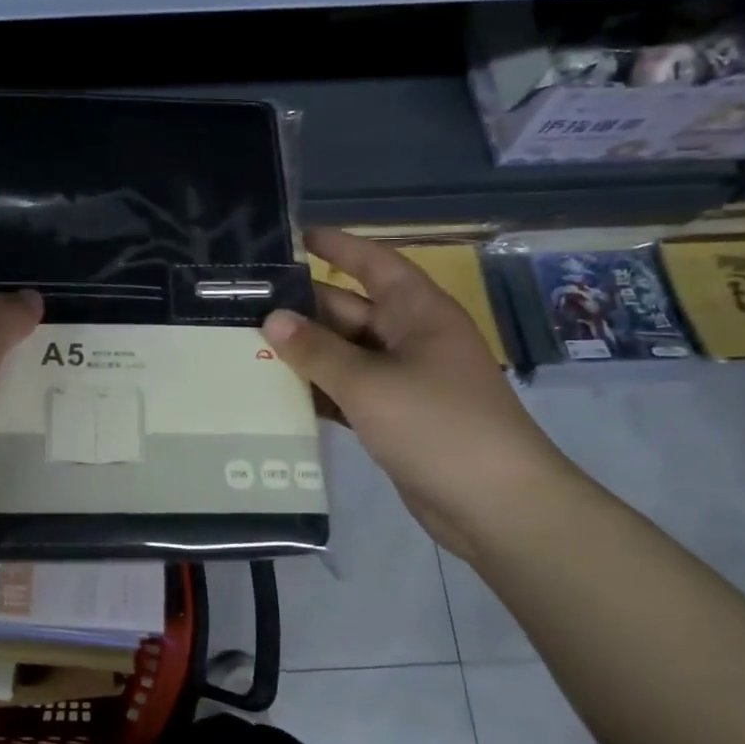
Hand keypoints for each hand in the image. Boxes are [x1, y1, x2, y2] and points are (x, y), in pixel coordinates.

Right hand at [263, 228, 578, 560]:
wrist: (497, 507)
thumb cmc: (437, 425)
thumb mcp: (369, 383)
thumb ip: (316, 350)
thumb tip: (272, 319)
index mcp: (418, 313)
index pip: (374, 264)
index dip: (338, 247)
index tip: (296, 236)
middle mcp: (411, 338)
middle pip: (351, 310)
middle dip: (304, 307)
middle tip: (247, 304)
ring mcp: (405, 380)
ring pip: (346, 353)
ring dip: (306, 352)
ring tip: (248, 345)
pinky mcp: (396, 417)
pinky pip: (349, 390)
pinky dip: (319, 389)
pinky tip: (278, 393)